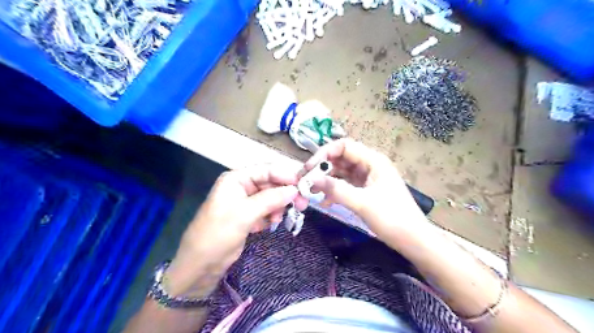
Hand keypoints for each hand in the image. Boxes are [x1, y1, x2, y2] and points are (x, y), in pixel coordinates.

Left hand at [165, 165, 308, 297]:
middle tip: (303, 203)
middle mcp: (242, 186)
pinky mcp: (249, 215)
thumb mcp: (244, 214)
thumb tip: (295, 189)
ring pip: (272, 197)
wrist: (201, 266)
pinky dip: (272, 215)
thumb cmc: (218, 234)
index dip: (286, 175)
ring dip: (280, 205)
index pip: (267, 170)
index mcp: (236, 179)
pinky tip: (271, 224)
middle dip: (286, 193)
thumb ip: (271, 199)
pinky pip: (268, 209)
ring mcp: (246, 201)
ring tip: (281, 218)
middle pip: (271, 183)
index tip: (305, 184)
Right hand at [303, 140, 426, 245]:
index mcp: (373, 160)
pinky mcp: (365, 190)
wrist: (413, 240)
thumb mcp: (362, 203)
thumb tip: (311, 180)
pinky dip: (334, 190)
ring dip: (326, 180)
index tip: (309, 168)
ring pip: (341, 172)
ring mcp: (367, 178)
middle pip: (340, 159)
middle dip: (322, 168)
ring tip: (311, 192)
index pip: (344, 146)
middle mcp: (369, 165)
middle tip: (305, 181)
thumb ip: (336, 189)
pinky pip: (345, 185)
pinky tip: (324, 202)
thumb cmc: (392, 218)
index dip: (324, 154)